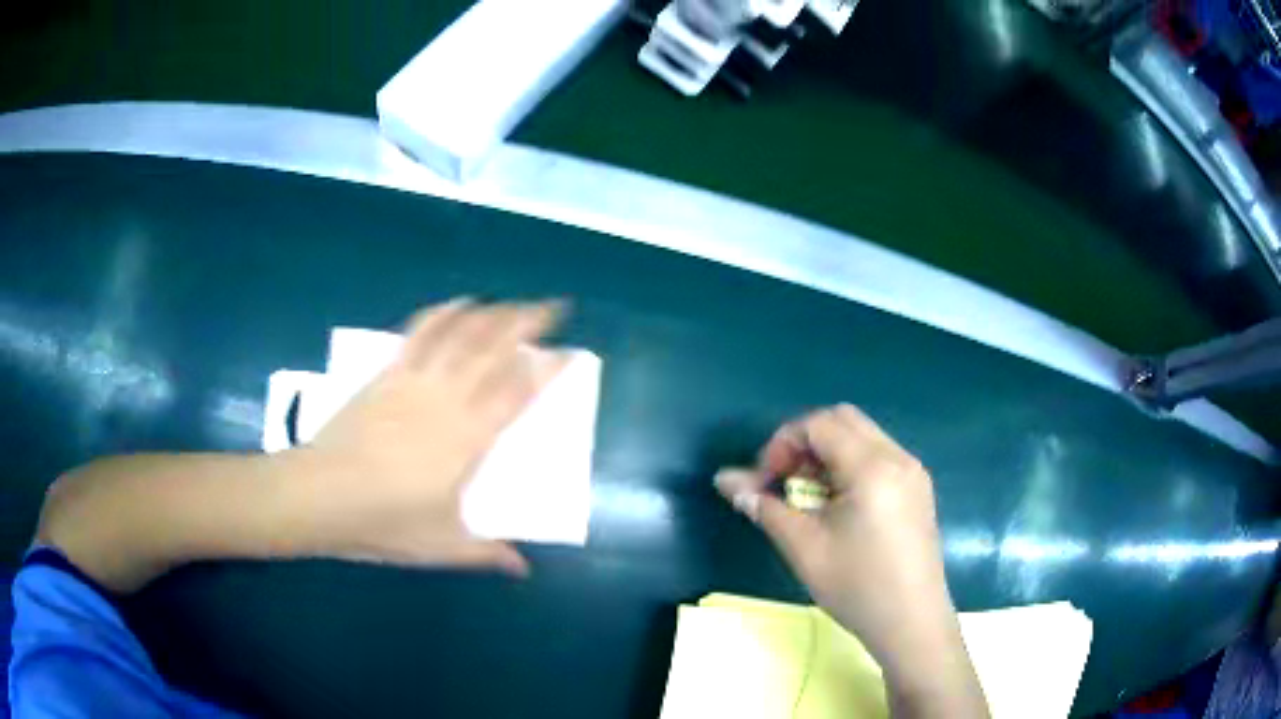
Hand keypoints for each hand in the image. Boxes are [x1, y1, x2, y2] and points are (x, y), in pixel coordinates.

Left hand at [283, 298, 567, 575]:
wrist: (320, 494)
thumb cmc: (383, 521)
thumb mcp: (441, 545)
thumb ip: (486, 552)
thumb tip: (523, 568)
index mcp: (468, 439)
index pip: (518, 393)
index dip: (548, 369)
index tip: (571, 352)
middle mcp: (447, 399)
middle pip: (495, 347)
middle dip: (529, 321)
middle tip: (554, 306)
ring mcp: (415, 380)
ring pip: (462, 332)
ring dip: (493, 312)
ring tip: (515, 302)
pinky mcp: (387, 373)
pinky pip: (421, 332)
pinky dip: (445, 313)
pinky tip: (459, 303)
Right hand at [715, 405, 986, 717]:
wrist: (911, 622)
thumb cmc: (856, 586)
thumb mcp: (803, 548)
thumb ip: (764, 506)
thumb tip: (724, 479)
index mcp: (872, 467)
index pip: (819, 424)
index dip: (782, 443)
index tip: (764, 481)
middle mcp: (897, 457)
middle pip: (843, 420)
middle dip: (804, 442)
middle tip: (783, 480)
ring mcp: (912, 472)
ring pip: (862, 437)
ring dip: (827, 453)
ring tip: (806, 495)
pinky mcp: (918, 489)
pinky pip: (878, 456)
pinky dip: (849, 465)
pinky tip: (837, 504)